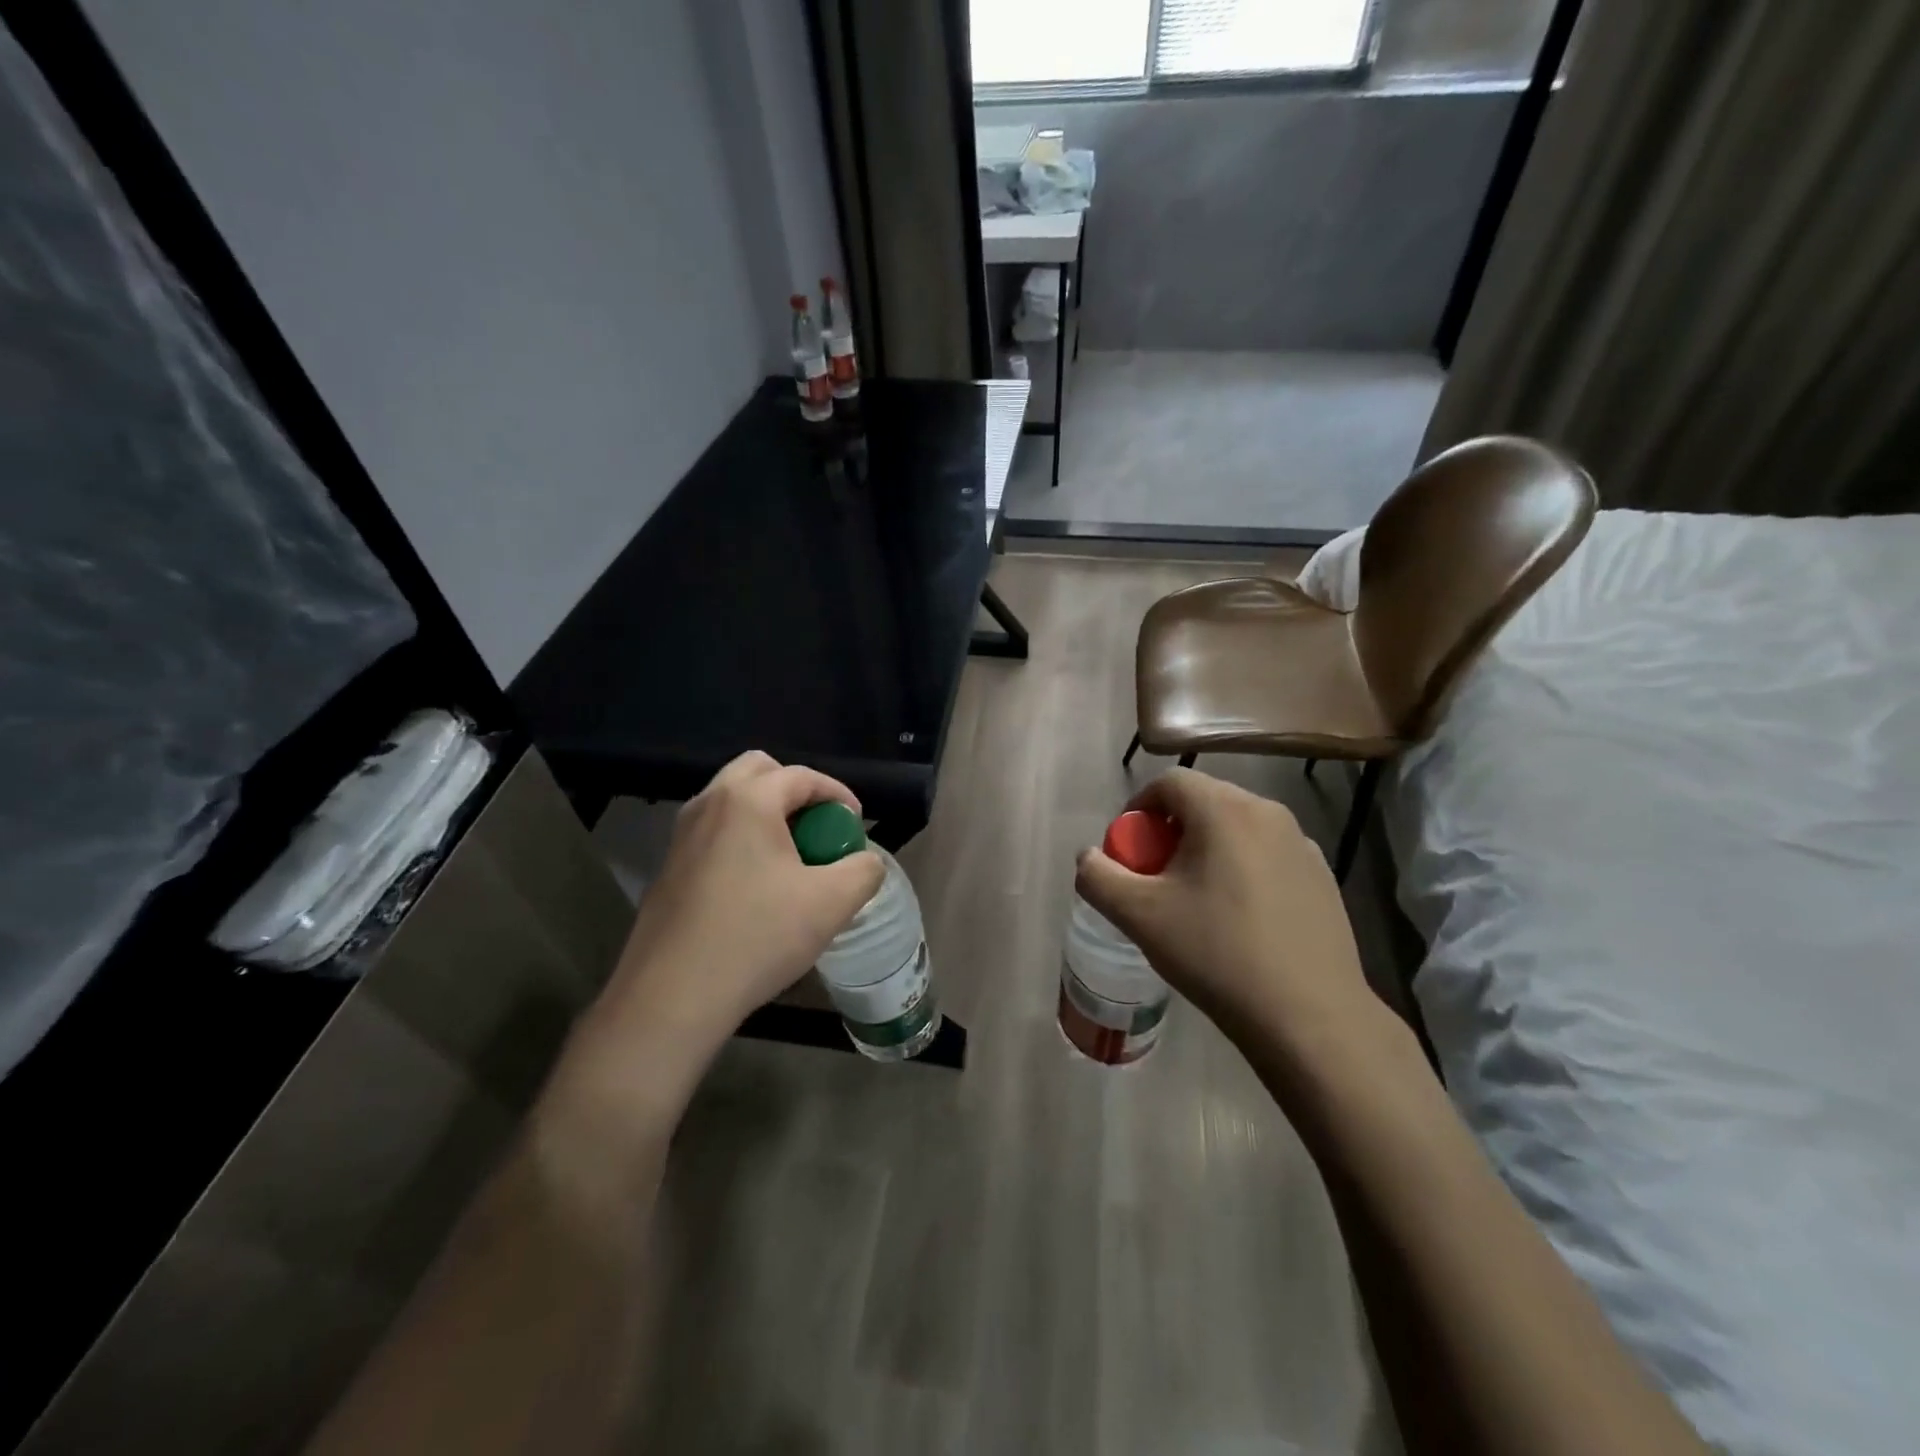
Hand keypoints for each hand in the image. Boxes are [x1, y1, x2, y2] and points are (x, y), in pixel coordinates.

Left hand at [549, 752, 883, 1123]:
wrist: (673, 996)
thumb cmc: (757, 937)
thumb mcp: (831, 903)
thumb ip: (864, 870)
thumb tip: (866, 861)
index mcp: (747, 800)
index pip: (802, 776)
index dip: (838, 795)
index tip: (856, 826)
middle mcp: (708, 803)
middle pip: (759, 771)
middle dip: (796, 792)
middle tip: (817, 830)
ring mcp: (681, 835)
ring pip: (732, 801)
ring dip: (767, 815)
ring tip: (790, 859)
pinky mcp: (668, 867)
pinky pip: (714, 832)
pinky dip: (741, 840)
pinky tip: (756, 888)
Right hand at [1074, 769, 1382, 1058]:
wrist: (1309, 1016)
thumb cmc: (1216, 954)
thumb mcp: (1139, 916)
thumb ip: (1098, 877)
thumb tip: (1088, 857)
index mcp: (1224, 810)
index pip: (1169, 781)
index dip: (1138, 807)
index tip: (1129, 850)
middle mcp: (1268, 813)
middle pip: (1204, 801)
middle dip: (1170, 831)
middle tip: (1156, 877)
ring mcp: (1302, 844)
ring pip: (1237, 829)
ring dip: (1206, 849)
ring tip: (1196, 900)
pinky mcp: (1323, 876)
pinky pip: (1267, 855)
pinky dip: (1242, 869)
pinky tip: (1240, 919)